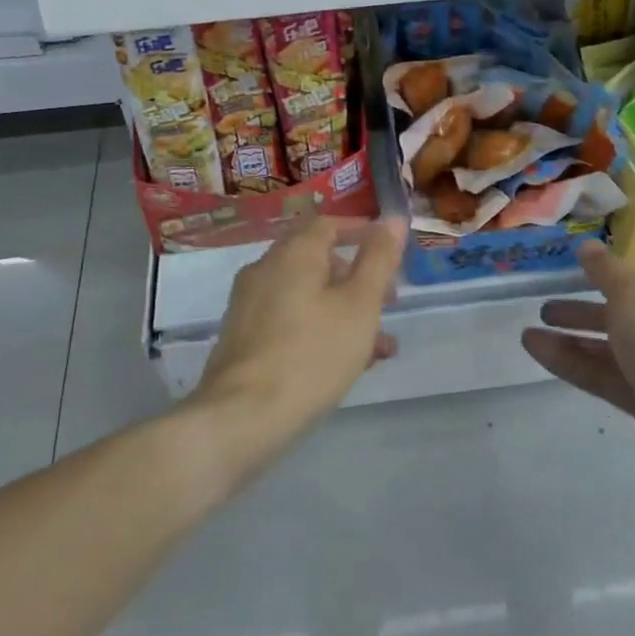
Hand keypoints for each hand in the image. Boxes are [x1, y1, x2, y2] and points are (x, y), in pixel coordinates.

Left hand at [195, 215, 406, 434]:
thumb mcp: (360, 306)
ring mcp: (249, 304)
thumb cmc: (312, 354)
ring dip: (344, 309)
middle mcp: (265, 269)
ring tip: (379, 345)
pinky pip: (289, 319)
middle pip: (316, 259)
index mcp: (293, 253)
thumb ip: (378, 260)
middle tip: (388, 300)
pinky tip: (344, 363)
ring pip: (306, 294)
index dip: (359, 230)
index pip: (327, 224)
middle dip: (356, 277)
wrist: (242, 417)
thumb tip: (392, 218)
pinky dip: (319, 327)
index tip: (387, 247)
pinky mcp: (243, 337)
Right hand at [522, 241, 634, 502]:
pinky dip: (573, 364)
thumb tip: (587, 245)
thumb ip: (605, 271)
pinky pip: (604, 377)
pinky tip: (538, 352)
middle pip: (622, 315)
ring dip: (571, 340)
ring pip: (609, 349)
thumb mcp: (633, 296)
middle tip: (545, 309)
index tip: (574, 274)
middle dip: (583, 311)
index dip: (608, 275)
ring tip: (528, 334)